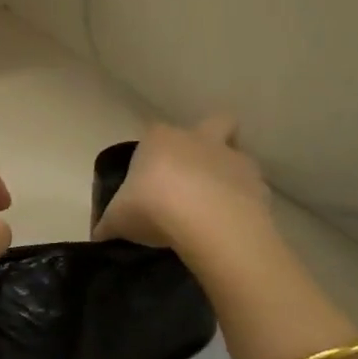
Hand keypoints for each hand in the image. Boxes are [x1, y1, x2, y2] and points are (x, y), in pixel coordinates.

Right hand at [94, 115, 274, 258]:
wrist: (207, 223)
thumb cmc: (153, 208)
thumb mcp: (118, 219)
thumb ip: (109, 224)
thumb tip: (98, 236)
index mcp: (160, 139)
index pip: (154, 135)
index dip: (152, 155)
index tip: (148, 183)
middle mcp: (198, 139)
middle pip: (213, 123)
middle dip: (210, 139)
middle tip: (195, 174)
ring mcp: (232, 159)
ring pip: (237, 154)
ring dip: (229, 174)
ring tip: (216, 207)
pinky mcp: (258, 185)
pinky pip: (252, 189)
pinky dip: (245, 203)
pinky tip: (232, 226)